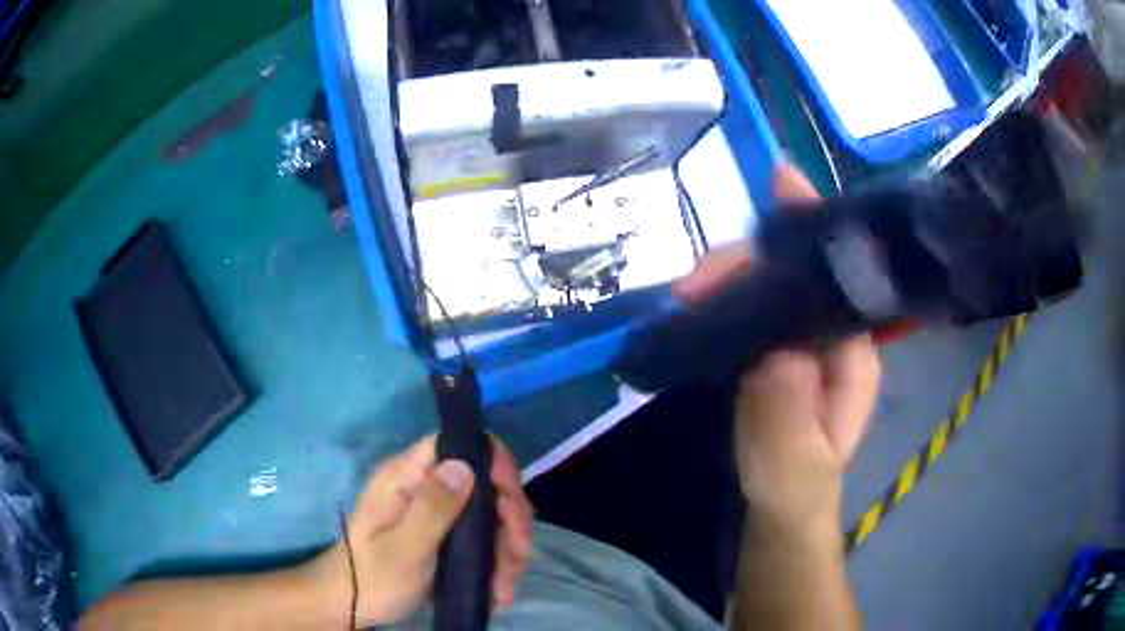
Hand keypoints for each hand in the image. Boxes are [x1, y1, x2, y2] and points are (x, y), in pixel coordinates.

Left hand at [305, 434, 532, 627]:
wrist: (354, 604)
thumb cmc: (373, 576)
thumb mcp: (404, 548)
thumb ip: (433, 508)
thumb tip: (466, 465)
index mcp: (406, 477)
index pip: (456, 443)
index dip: (492, 462)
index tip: (513, 500)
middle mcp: (425, 486)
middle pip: (483, 481)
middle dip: (510, 517)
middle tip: (520, 553)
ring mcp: (437, 512)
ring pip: (490, 514)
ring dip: (508, 547)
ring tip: (507, 585)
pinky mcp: (446, 535)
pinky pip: (484, 538)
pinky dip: (498, 561)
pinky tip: (501, 587)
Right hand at [674, 164, 879, 529]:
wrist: (771, 520)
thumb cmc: (791, 499)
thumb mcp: (793, 479)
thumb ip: (789, 431)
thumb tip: (773, 352)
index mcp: (853, 355)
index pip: (839, 276)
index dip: (810, 233)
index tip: (780, 183)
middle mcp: (830, 335)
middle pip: (799, 271)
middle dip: (749, 264)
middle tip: (690, 286)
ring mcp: (795, 340)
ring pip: (770, 285)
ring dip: (729, 277)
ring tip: (684, 292)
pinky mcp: (766, 351)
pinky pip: (748, 308)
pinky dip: (721, 296)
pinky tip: (692, 296)